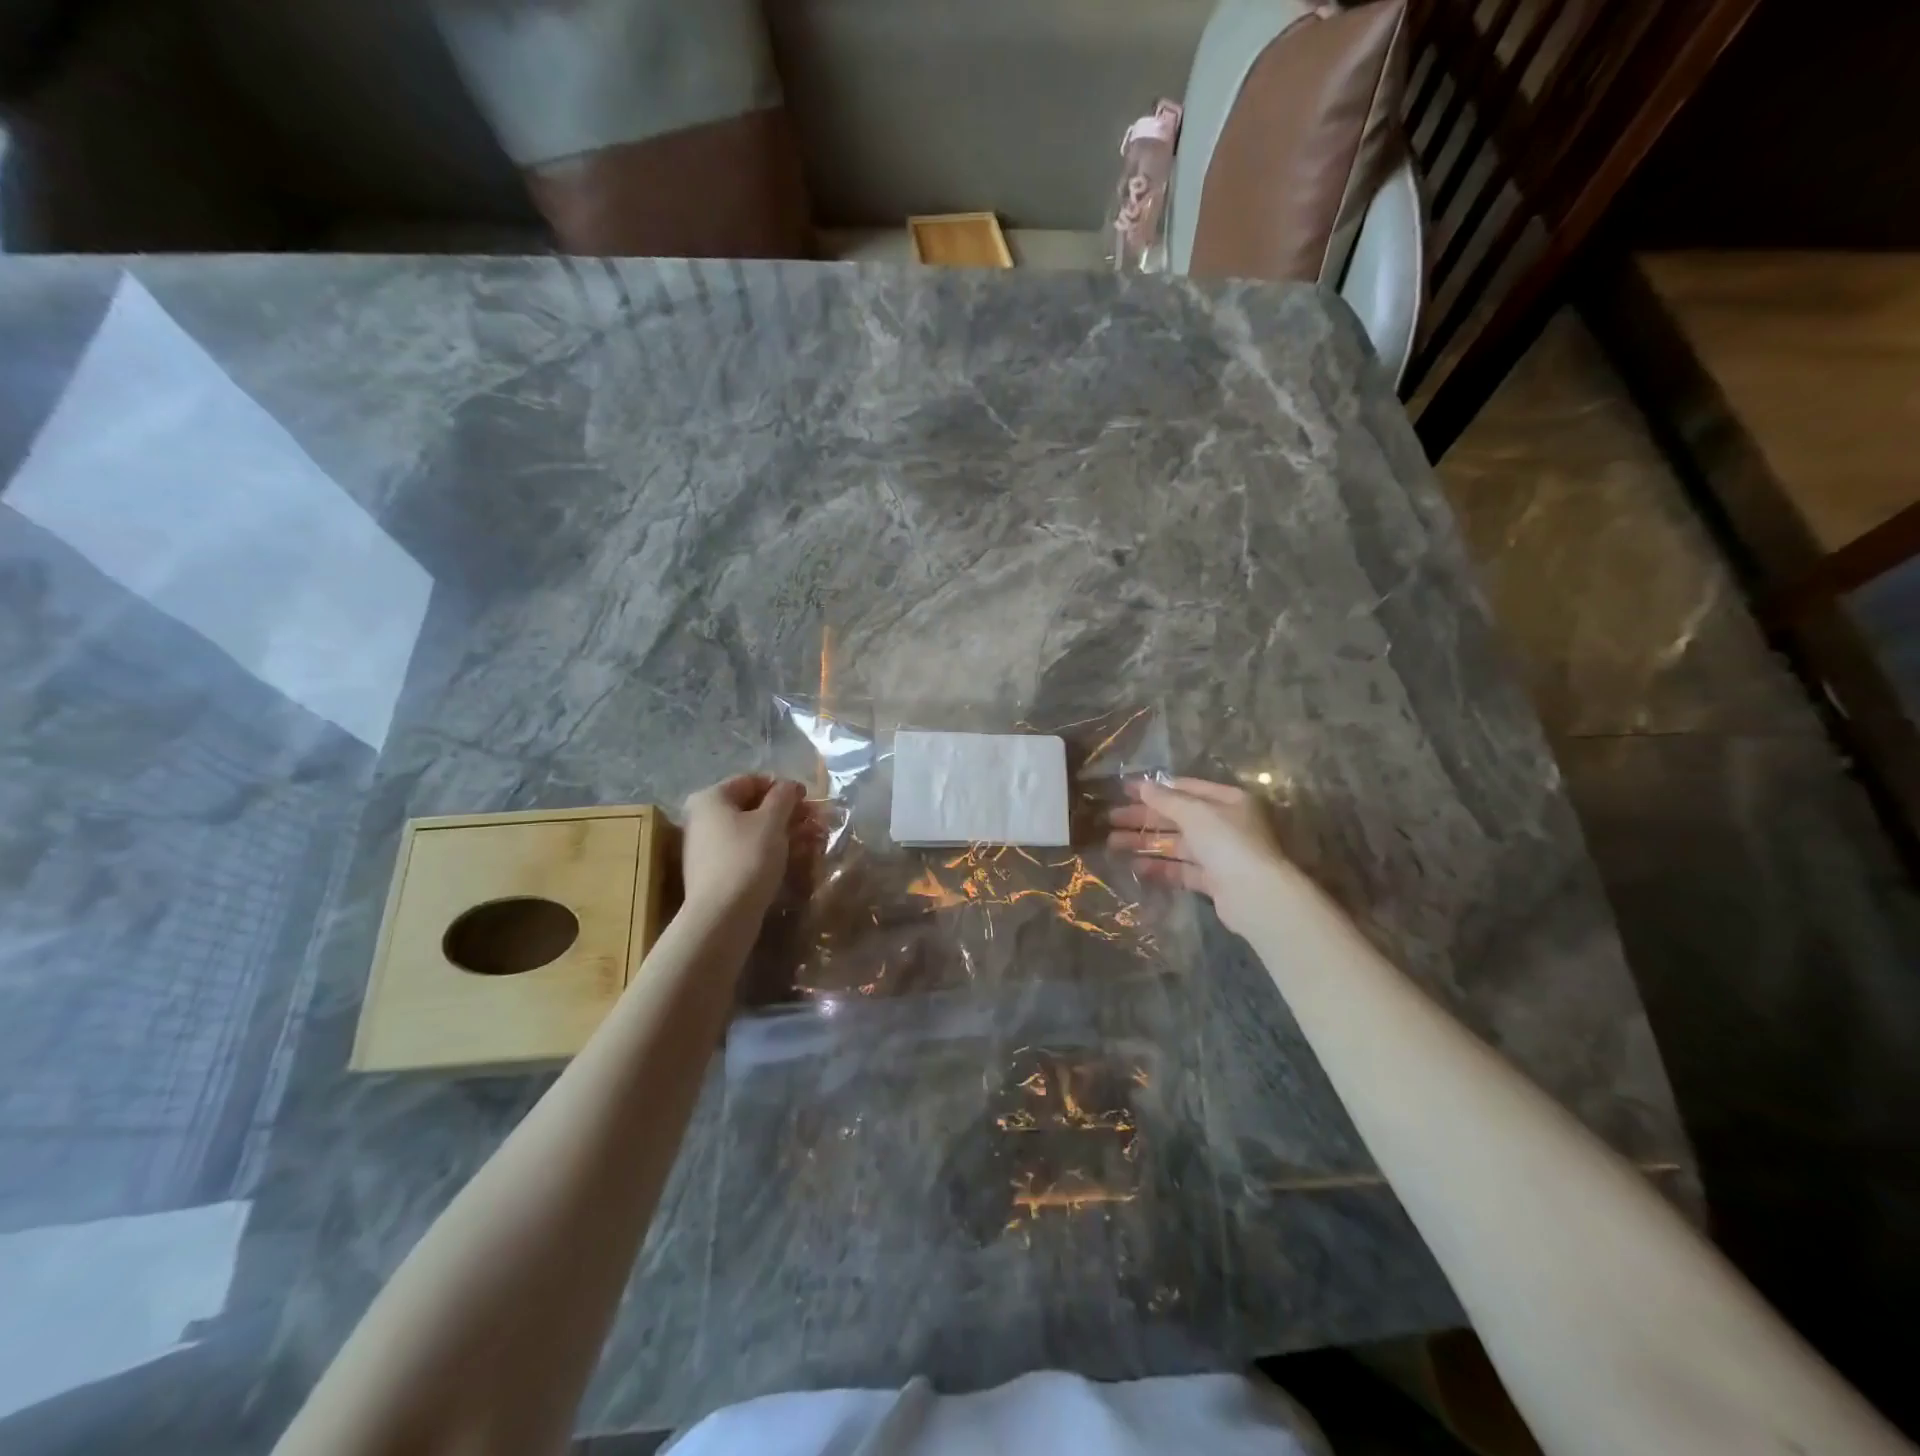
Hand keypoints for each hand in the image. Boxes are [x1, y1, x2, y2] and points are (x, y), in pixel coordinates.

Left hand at [680, 774, 815, 920]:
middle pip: (752, 807)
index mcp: (711, 798)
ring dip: (783, 832)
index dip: (783, 787)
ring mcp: (707, 847)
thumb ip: (784, 796)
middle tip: (814, 823)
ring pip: (752, 831)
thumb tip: (790, 786)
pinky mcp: (716, 872)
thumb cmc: (747, 858)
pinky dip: (770, 851)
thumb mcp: (771, 821)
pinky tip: (794, 858)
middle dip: (786, 813)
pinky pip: (746, 851)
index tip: (808, 800)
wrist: (722, 916)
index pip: (752, 781)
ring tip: (811, 841)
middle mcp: (703, 818)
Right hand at [1108, 776, 1305, 938]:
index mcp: (1228, 801)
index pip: (1185, 789)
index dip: (1154, 789)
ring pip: (1176, 844)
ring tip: (1112, 844)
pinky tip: (1135, 866)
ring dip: (1145, 842)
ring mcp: (1219, 854)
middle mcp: (1225, 824)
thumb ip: (1166, 799)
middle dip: (1143, 818)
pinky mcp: (1213, 881)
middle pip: (1177, 817)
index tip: (1124, 791)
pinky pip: (1181, 869)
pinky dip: (1159, 867)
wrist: (1256, 895)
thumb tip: (1142, 785)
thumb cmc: (1227, 842)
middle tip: (1110, 819)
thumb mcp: (1195, 812)